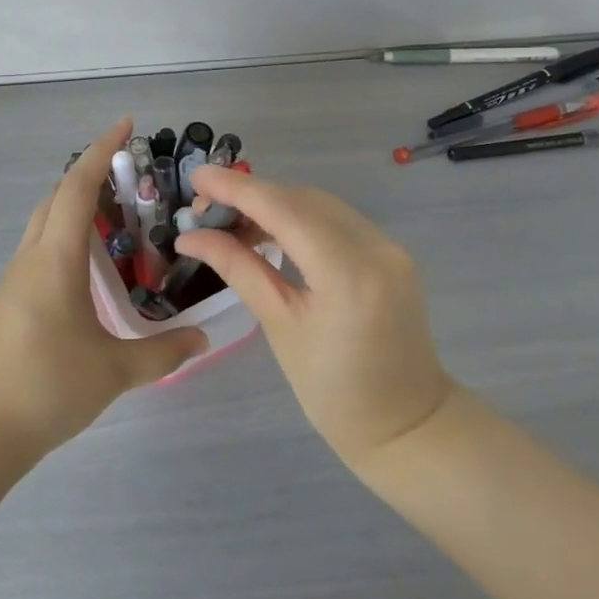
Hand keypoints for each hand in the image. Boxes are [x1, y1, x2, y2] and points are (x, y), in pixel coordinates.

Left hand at [0, 118, 208, 460]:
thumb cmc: (44, 389)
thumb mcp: (113, 372)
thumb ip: (162, 353)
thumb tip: (203, 339)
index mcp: (54, 261)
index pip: (75, 188)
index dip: (99, 151)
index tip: (124, 125)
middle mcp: (28, 261)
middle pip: (54, 199)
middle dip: (86, 175)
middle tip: (126, 175)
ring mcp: (10, 283)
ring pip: (42, 227)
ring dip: (73, 209)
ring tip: (113, 221)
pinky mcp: (3, 306)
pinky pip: (36, 254)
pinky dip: (63, 241)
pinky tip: (85, 272)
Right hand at [174, 166, 454, 470]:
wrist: (407, 423)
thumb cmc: (334, 392)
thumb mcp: (280, 327)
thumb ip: (239, 269)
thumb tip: (191, 235)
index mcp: (347, 272)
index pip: (284, 210)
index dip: (237, 188)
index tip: (197, 175)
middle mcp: (374, 246)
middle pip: (302, 200)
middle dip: (252, 196)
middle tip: (206, 209)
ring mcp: (389, 246)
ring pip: (320, 205)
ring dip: (275, 205)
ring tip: (231, 223)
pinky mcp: (391, 252)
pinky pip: (338, 220)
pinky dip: (300, 219)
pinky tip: (271, 233)